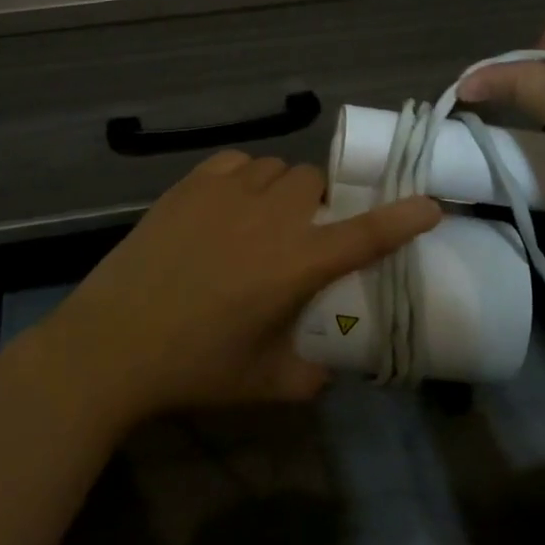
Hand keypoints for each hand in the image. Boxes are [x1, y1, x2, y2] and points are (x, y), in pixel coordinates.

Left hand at [43, 152, 440, 424]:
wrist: (113, 341)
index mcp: (295, 263)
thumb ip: (311, 377)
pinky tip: (231, 202)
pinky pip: (236, 161)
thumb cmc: (194, 366)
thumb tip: (331, 369)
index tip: (430, 202)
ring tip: (264, 218)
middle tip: (305, 234)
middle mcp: (269, 217)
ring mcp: (226, 194)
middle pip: (315, 182)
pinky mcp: (190, 185)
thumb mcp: (264, 383)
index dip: (403, 217)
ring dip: (283, 188)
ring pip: (275, 167)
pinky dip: (245, 175)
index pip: (365, 233)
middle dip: (321, 203)